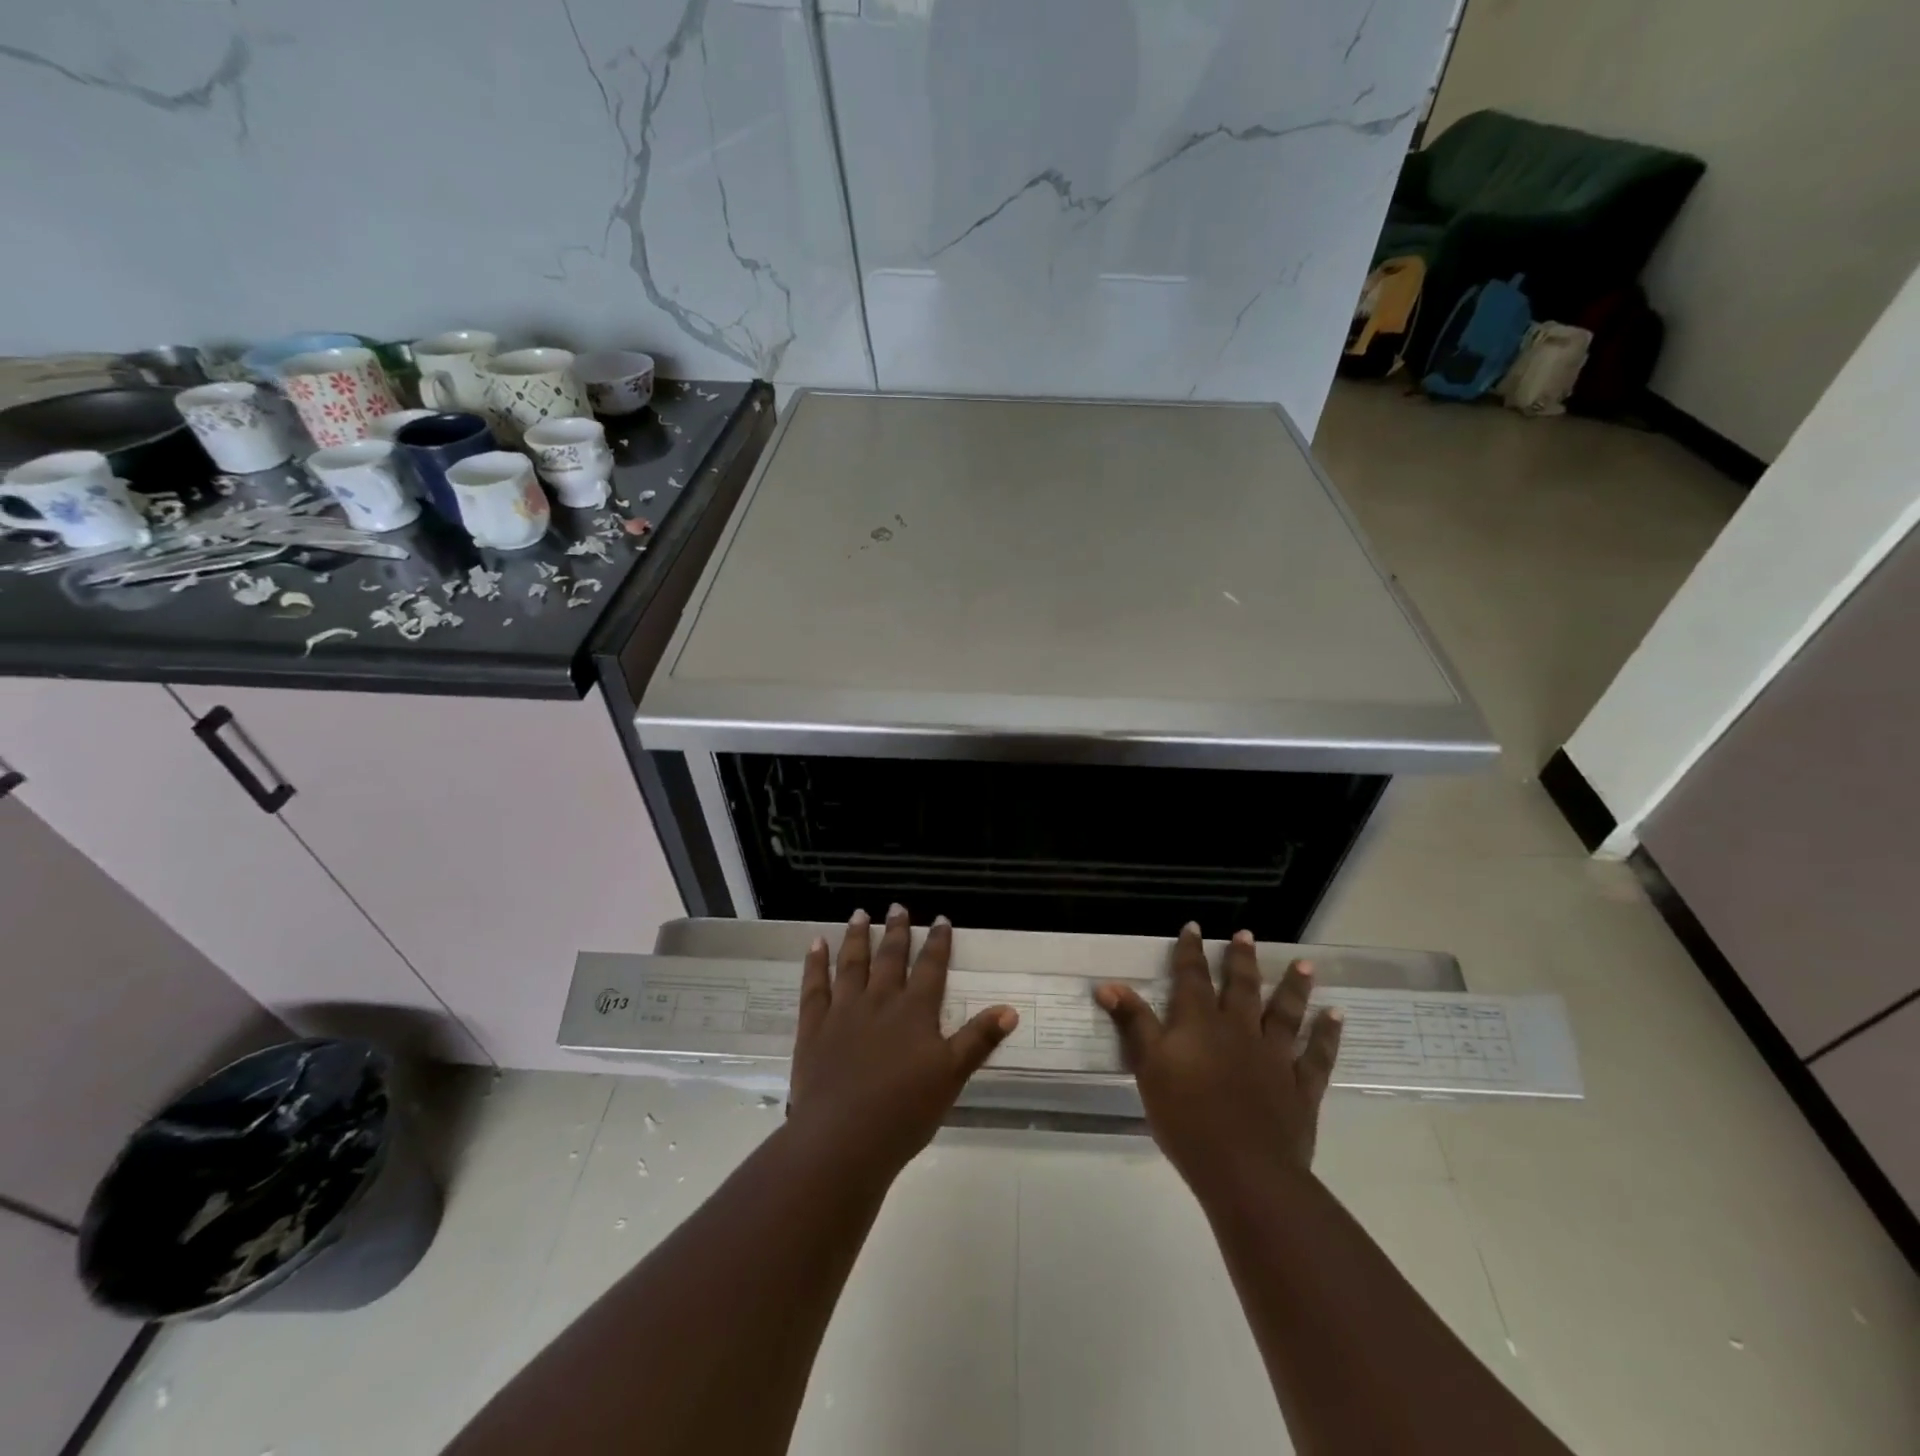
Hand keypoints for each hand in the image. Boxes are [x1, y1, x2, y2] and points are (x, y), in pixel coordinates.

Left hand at [787, 905, 1018, 1178]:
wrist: (844, 1138)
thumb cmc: (905, 1111)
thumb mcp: (952, 1076)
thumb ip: (979, 1040)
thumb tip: (1010, 1009)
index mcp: (914, 1012)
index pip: (931, 968)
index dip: (939, 942)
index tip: (941, 918)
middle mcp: (879, 1001)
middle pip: (890, 958)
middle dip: (897, 931)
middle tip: (897, 906)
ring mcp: (844, 1011)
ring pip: (852, 964)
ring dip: (857, 937)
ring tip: (859, 914)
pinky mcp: (814, 1027)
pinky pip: (814, 986)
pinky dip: (815, 963)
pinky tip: (816, 944)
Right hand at [1096, 923, 1342, 1192]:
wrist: (1244, 1169)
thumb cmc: (1185, 1117)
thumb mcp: (1148, 1067)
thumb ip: (1133, 1024)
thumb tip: (1108, 985)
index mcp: (1200, 1024)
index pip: (1192, 978)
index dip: (1191, 952)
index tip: (1194, 927)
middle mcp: (1239, 1030)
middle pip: (1241, 987)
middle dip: (1241, 959)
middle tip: (1245, 934)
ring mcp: (1274, 1057)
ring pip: (1285, 1012)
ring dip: (1293, 987)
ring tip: (1304, 965)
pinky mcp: (1300, 1087)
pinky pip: (1317, 1055)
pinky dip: (1327, 1034)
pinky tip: (1335, 1017)